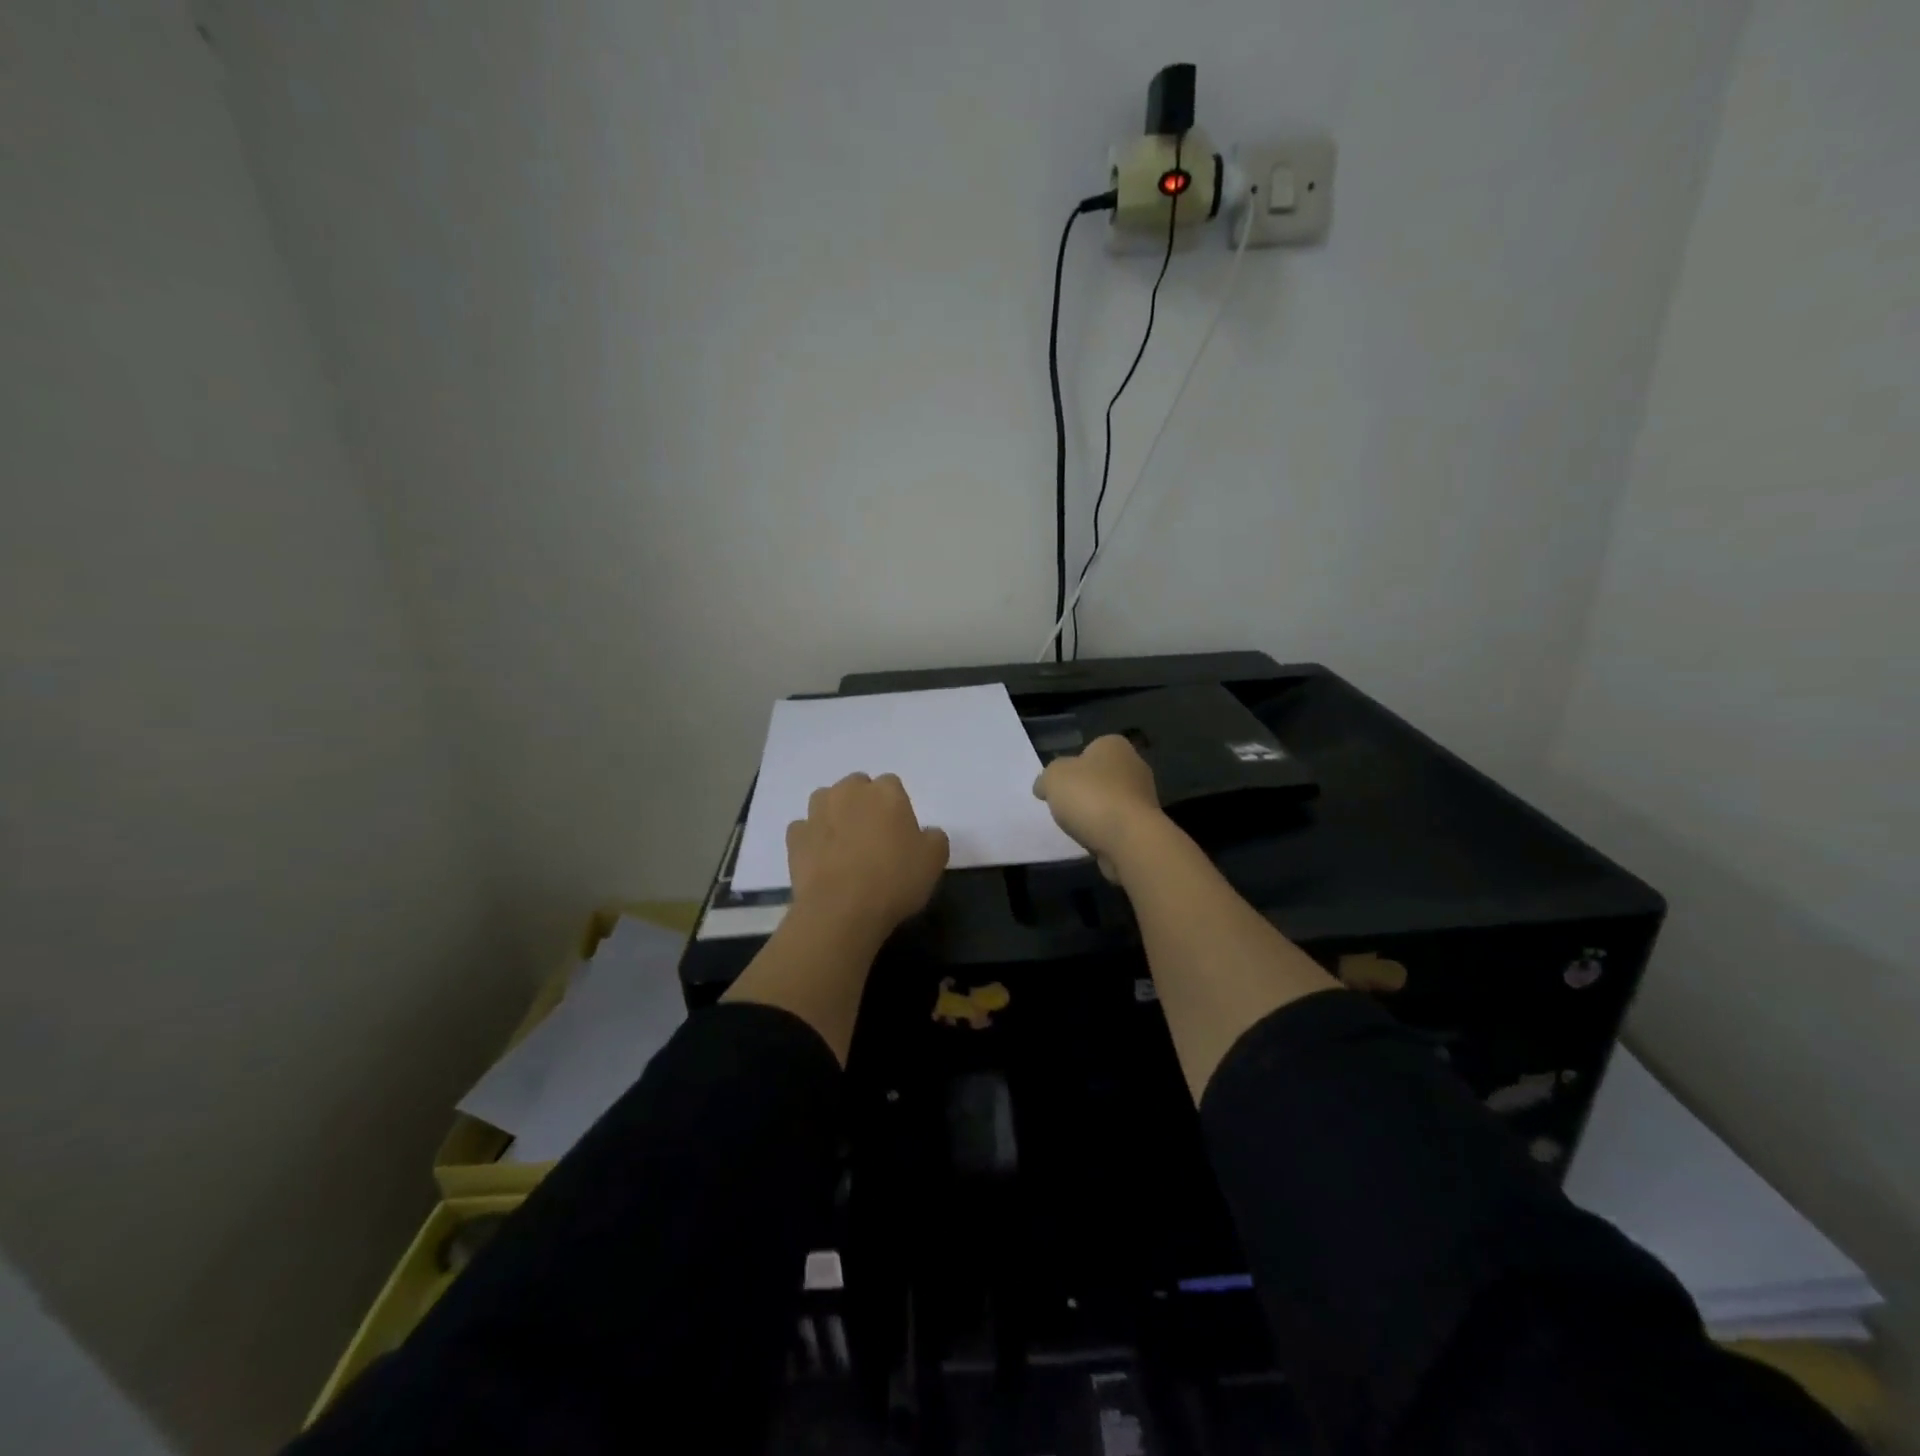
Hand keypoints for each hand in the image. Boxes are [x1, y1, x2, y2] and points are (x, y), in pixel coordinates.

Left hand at [786, 773, 949, 942]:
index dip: (896, 808)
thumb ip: (934, 838)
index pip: (892, 785)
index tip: (900, 832)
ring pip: (827, 802)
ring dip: (834, 815)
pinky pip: (805, 829)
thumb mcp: (934, 861)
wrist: (841, 910)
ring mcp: (817, 811)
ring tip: (844, 845)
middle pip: (857, 787)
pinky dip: (812, 839)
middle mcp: (849, 792)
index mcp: (886, 792)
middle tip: (872, 837)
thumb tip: (926, 833)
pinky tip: (821, 860)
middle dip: (863, 804)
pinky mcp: (795, 836)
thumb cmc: (894, 880)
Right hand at [1032, 735, 1164, 879]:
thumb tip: (1044, 787)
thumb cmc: (1090, 796)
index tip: (1060, 784)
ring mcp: (1144, 797)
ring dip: (1096, 813)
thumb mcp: (1053, 777)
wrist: (1129, 839)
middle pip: (1101, 776)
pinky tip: (1094, 840)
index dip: (1072, 766)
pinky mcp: (1146, 825)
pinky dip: (1106, 831)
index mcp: (1114, 746)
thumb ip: (1046, 778)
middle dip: (1085, 790)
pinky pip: (1118, 824)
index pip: (1089, 749)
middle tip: (1065, 806)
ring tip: (1078, 827)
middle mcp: (1134, 766)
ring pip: (1110, 801)